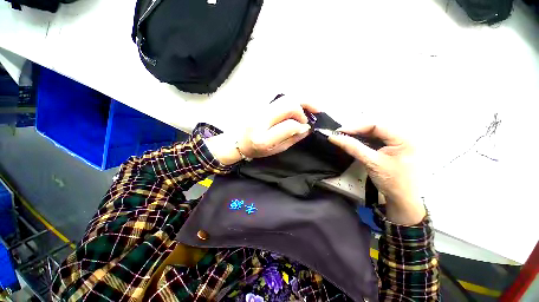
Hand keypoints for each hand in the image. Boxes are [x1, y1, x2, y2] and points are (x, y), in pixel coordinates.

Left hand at [206, 97, 314, 164]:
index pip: (289, 125)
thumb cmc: (256, 150)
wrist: (237, 142)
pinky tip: (298, 105)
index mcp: (264, 138)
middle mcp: (260, 120)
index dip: (301, 125)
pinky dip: (292, 100)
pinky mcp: (259, 105)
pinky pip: (279, 99)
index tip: (306, 127)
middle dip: (303, 108)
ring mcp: (258, 110)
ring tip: (310, 107)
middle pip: (288, 104)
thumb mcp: (276, 150)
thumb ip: (292, 139)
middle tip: (311, 114)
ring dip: (300, 101)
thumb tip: (307, 128)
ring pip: (284, 97)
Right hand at [328, 125, 425, 224]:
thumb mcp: (371, 162)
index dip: (355, 127)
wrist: (403, 200)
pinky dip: (363, 142)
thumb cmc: (392, 181)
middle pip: (375, 128)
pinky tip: (354, 144)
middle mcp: (402, 137)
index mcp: (404, 138)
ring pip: (374, 134)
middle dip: (356, 131)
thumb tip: (333, 137)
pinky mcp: (392, 149)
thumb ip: (353, 147)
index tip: (339, 132)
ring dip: (358, 137)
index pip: (376, 125)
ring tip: (344, 139)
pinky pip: (375, 141)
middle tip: (340, 135)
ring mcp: (397, 143)